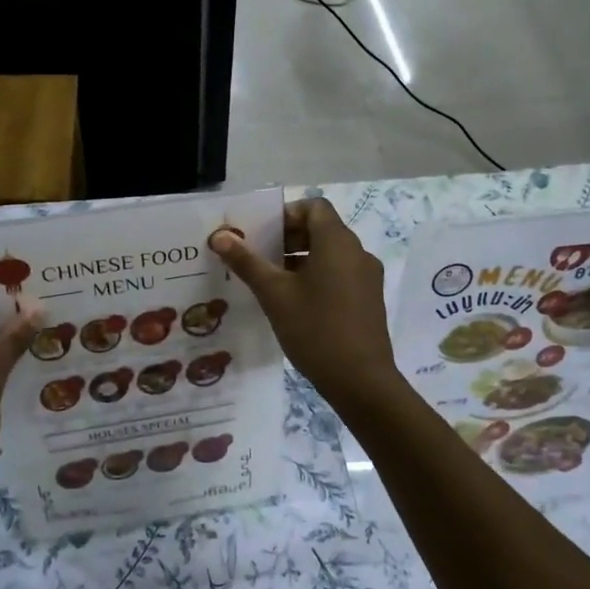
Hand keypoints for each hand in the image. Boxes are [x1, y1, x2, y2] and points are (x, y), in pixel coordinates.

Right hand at [209, 198, 403, 414]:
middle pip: (321, 229)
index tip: (262, 236)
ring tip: (271, 283)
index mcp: (337, 242)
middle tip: (258, 258)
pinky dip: (317, 277)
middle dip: (288, 239)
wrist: (361, 381)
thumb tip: (220, 235)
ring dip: (300, 259)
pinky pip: (340, 274)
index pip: (314, 207)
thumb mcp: (274, 294)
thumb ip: (246, 262)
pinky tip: (295, 304)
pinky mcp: (369, 300)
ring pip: (330, 254)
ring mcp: (367, 277)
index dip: (286, 215)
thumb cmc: (315, 329)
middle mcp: (358, 253)